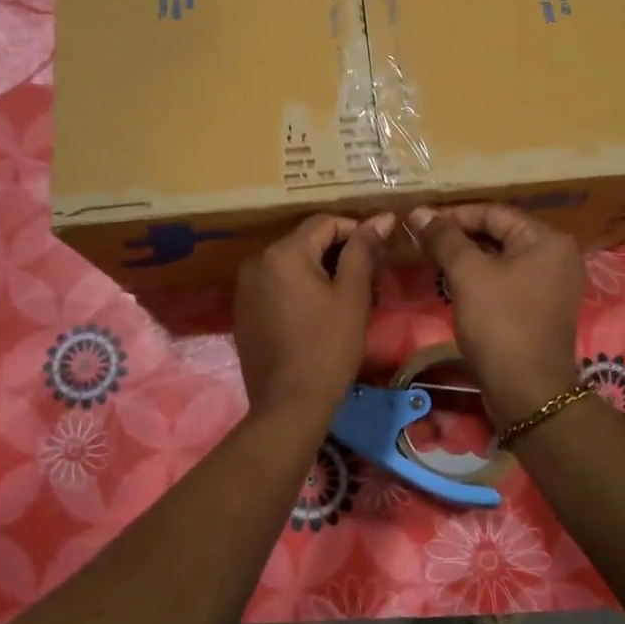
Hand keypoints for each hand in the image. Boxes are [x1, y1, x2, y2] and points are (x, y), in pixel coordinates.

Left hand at [234, 213, 392, 427]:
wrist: (288, 405)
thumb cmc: (327, 348)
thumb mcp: (352, 296)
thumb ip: (363, 251)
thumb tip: (381, 218)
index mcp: (284, 252)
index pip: (324, 222)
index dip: (355, 232)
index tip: (377, 255)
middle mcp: (257, 261)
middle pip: (305, 242)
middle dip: (336, 254)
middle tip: (366, 280)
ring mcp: (245, 287)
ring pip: (290, 264)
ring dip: (317, 272)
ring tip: (344, 298)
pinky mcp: (243, 310)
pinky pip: (275, 285)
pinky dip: (297, 289)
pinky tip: (315, 314)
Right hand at [408, 203, 584, 424]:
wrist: (527, 391)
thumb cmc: (500, 324)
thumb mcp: (468, 274)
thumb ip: (444, 238)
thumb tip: (419, 211)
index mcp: (547, 240)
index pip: (494, 212)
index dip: (454, 215)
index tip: (419, 222)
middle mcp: (556, 257)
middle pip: (499, 234)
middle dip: (458, 237)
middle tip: (421, 241)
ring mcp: (551, 285)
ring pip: (501, 259)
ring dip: (466, 258)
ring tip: (430, 260)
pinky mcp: (540, 309)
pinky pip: (506, 281)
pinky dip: (480, 279)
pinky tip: (452, 284)